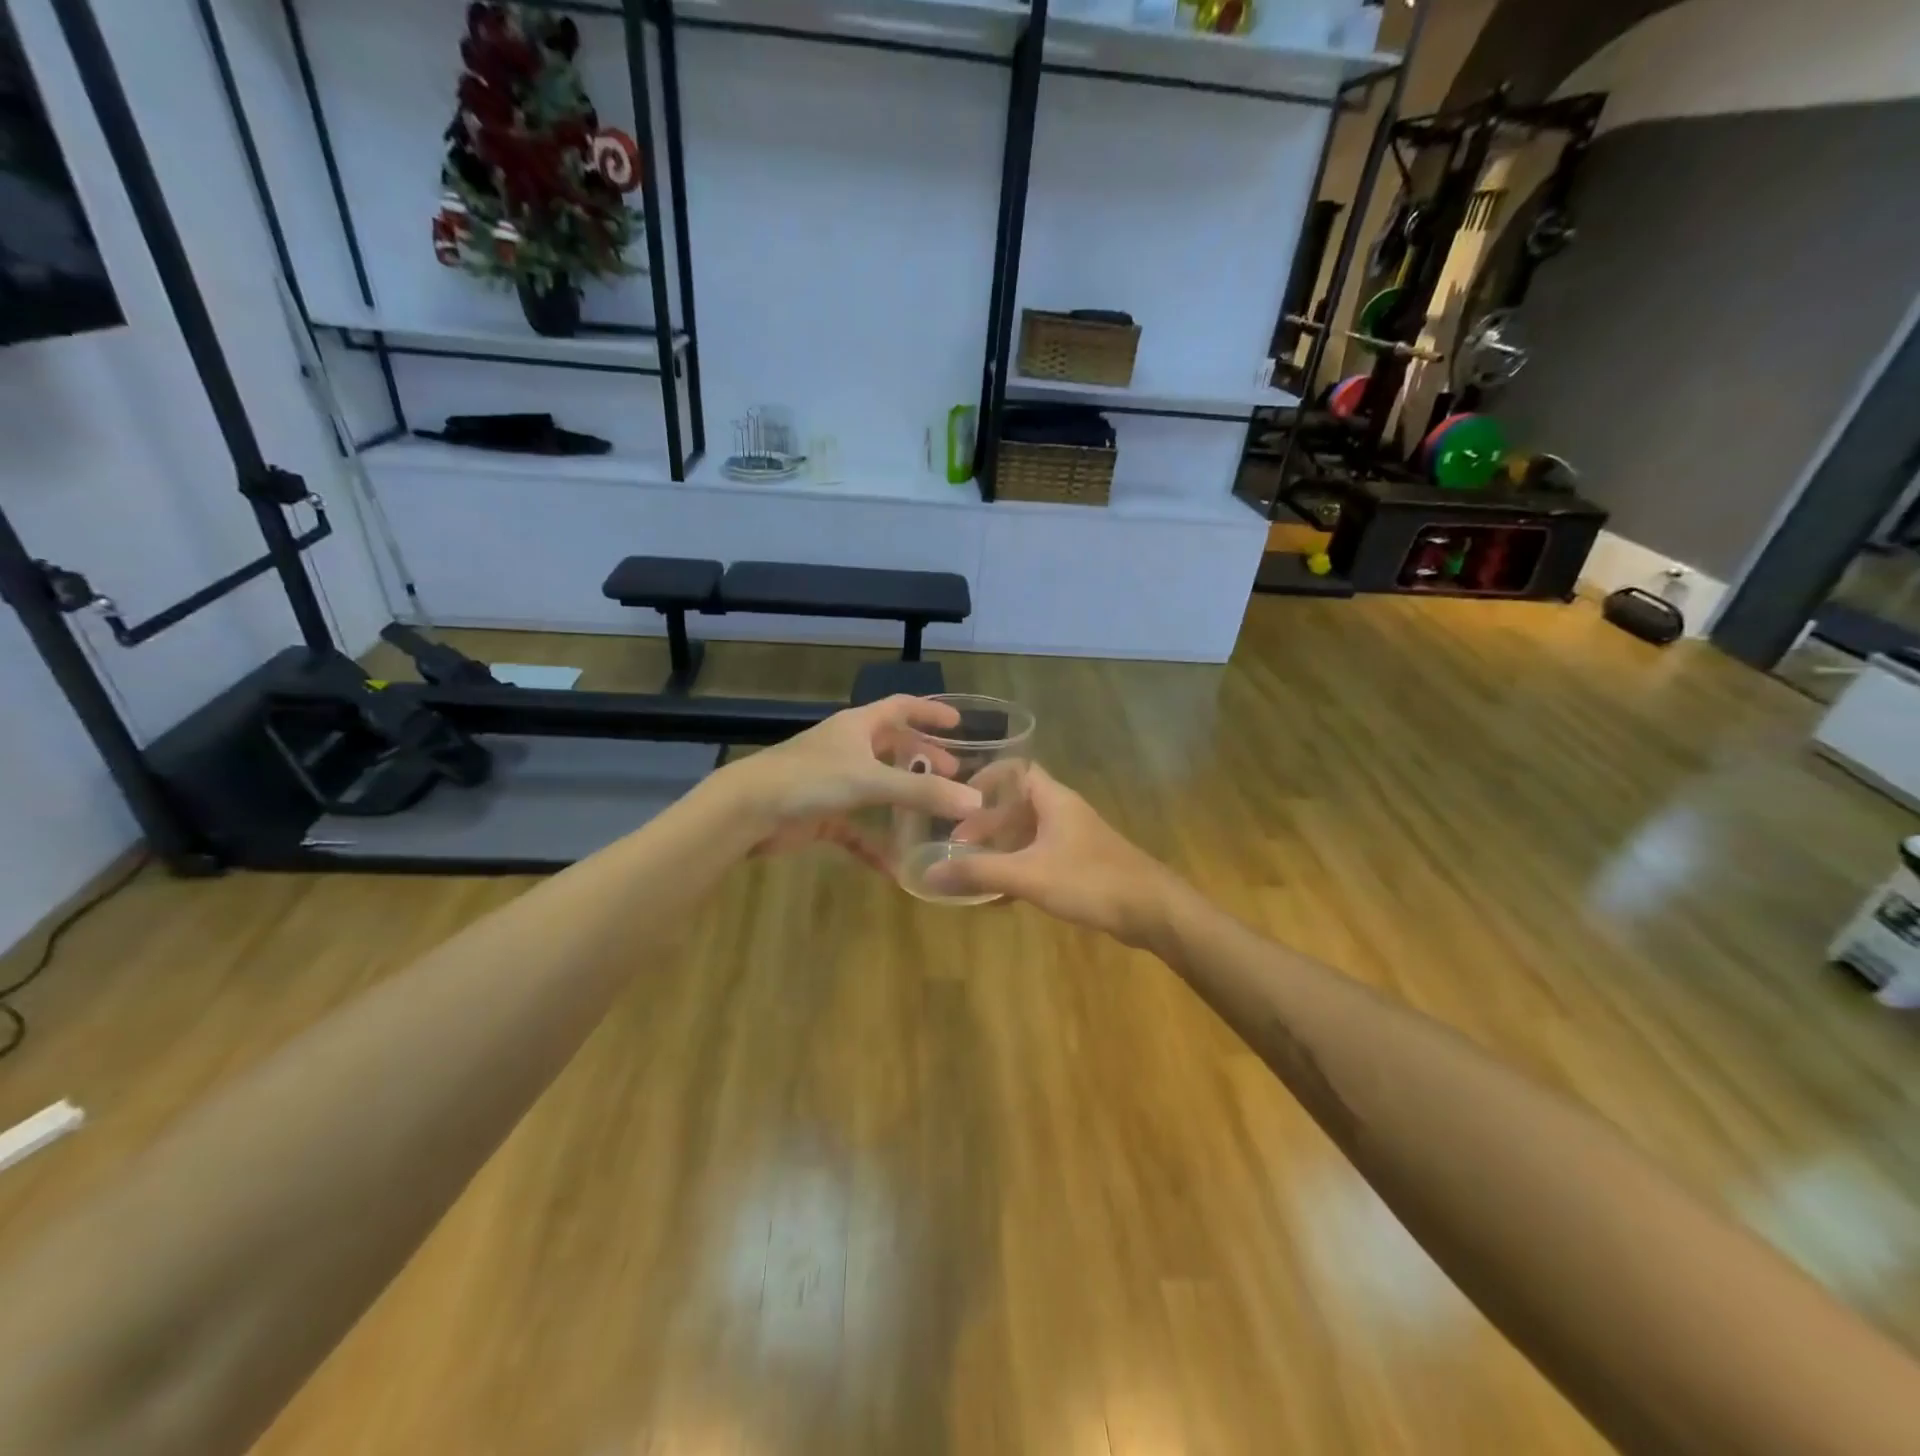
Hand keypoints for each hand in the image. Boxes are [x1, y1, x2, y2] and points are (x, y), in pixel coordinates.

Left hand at [724, 696, 982, 867]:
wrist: (747, 810)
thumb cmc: (809, 779)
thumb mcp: (870, 781)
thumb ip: (922, 792)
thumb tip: (975, 802)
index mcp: (857, 726)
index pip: (901, 707)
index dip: (929, 711)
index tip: (959, 722)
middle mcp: (847, 749)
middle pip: (892, 747)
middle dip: (922, 758)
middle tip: (953, 773)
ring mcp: (833, 782)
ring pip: (877, 787)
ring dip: (903, 799)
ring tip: (935, 812)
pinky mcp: (821, 815)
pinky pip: (857, 829)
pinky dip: (876, 844)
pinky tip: (896, 867)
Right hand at [924, 765, 1187, 946]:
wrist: (1153, 910)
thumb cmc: (1091, 880)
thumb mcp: (1029, 875)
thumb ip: (979, 873)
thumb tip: (928, 875)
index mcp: (1054, 800)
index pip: (1016, 769)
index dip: (986, 778)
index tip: (957, 799)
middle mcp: (1064, 812)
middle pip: (1017, 805)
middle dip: (985, 822)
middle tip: (956, 844)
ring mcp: (1075, 839)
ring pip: (1028, 834)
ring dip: (1000, 848)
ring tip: (970, 868)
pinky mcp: (1082, 865)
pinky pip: (1040, 858)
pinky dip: (1018, 869)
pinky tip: (1000, 896)